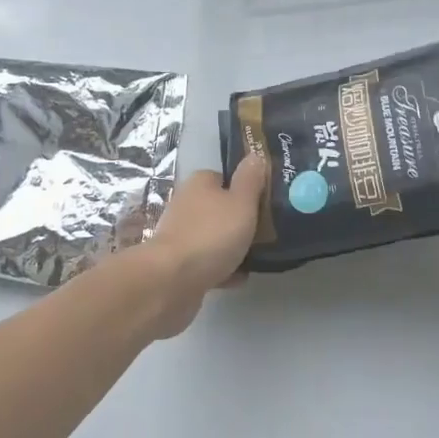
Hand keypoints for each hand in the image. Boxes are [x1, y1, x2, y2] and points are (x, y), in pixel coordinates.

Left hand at [132, 155, 267, 337]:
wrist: (172, 281)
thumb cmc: (211, 234)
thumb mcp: (241, 202)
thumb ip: (250, 179)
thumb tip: (255, 156)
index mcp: (200, 183)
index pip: (225, 178)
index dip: (245, 188)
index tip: (265, 203)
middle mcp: (186, 204)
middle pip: (220, 208)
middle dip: (240, 220)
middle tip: (266, 231)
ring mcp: (180, 235)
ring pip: (213, 236)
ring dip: (232, 246)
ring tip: (257, 256)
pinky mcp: (178, 264)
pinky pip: (207, 262)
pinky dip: (222, 269)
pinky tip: (239, 278)